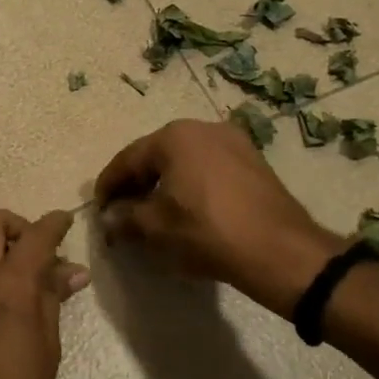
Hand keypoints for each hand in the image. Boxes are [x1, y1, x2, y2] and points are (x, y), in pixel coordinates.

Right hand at [95, 119, 342, 317]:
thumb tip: (109, 219)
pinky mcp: (253, 162)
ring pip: (184, 162)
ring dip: (164, 185)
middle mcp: (202, 128)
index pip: (127, 159)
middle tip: (123, 212)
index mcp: (174, 136)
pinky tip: (188, 211)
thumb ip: (125, 218)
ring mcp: (233, 142)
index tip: (98, 210)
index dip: (108, 186)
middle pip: (156, 156)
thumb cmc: (207, 232)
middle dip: (136, 184)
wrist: (280, 250)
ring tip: (154, 214)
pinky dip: (191, 186)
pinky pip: (209, 169)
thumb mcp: (156, 228)